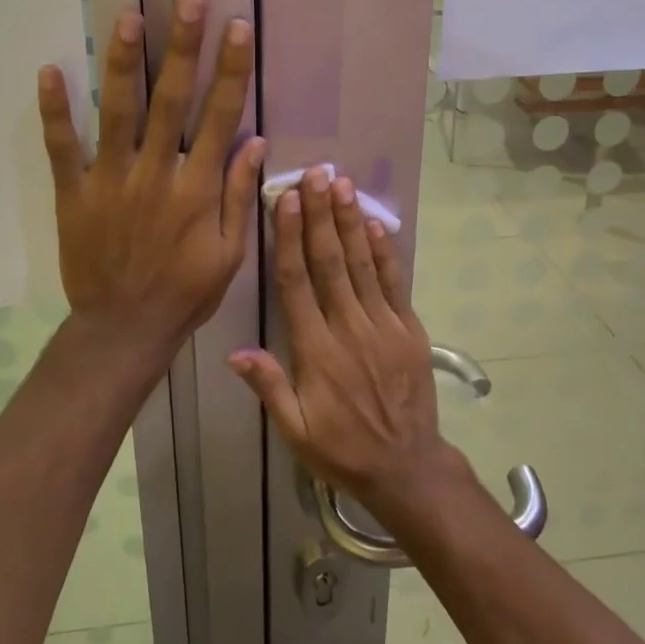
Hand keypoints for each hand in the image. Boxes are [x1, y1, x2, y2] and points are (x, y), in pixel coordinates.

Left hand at [37, 0, 265, 364]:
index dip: (231, 71)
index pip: (220, 117)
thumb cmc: (184, 293)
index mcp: (197, 189)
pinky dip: (55, 111)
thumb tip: (256, 142)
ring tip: (128, 17)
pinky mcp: (74, 194)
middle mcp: (156, 175)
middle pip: (172, 101)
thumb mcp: (230, 254)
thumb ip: (239, 196)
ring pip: (118, 113)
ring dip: (123, 63)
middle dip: (182, 48)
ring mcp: (111, 182)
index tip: (236, 28)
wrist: (124, 329)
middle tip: (188, 1)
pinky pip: (62, 148)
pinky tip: (49, 71)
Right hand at [227, 167, 461, 516]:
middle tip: (316, 175)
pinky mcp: (410, 330)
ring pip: (363, 265)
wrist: (408, 468)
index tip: (285, 201)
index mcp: (317, 352)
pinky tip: (375, 224)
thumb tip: (234, 352)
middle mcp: (349, 330)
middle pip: (331, 263)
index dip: (289, 239)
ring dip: (351, 222)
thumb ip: (269, 387)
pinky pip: (395, 284)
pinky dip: (386, 253)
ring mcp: (384, 327)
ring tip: (342, 185)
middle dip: (321, 216)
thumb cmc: (343, 450)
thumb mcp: (296, 431)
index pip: (297, 284)